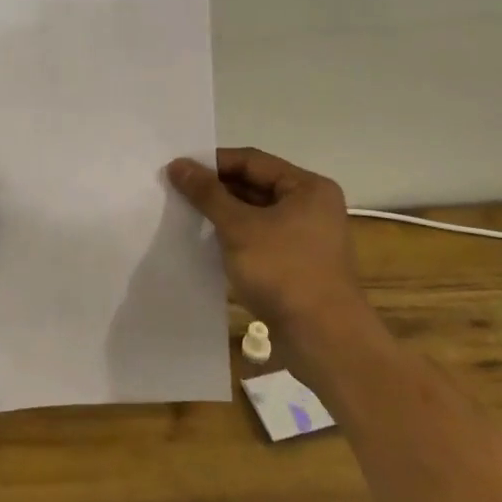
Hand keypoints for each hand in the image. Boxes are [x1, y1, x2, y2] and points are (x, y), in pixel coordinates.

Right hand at [167, 147, 365, 331]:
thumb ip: (207, 193)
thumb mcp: (239, 227)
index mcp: (307, 187)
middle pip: (255, 185)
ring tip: (186, 215)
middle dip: (217, 189)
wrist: (325, 341)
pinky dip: (235, 237)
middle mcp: (311, 206)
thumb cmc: (284, 271)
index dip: (213, 163)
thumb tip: (177, 164)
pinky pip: (260, 238)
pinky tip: (207, 242)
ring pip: (256, 214)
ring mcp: (306, 237)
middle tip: (177, 192)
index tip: (178, 170)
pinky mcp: (297, 264)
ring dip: (223, 214)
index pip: (252, 161)